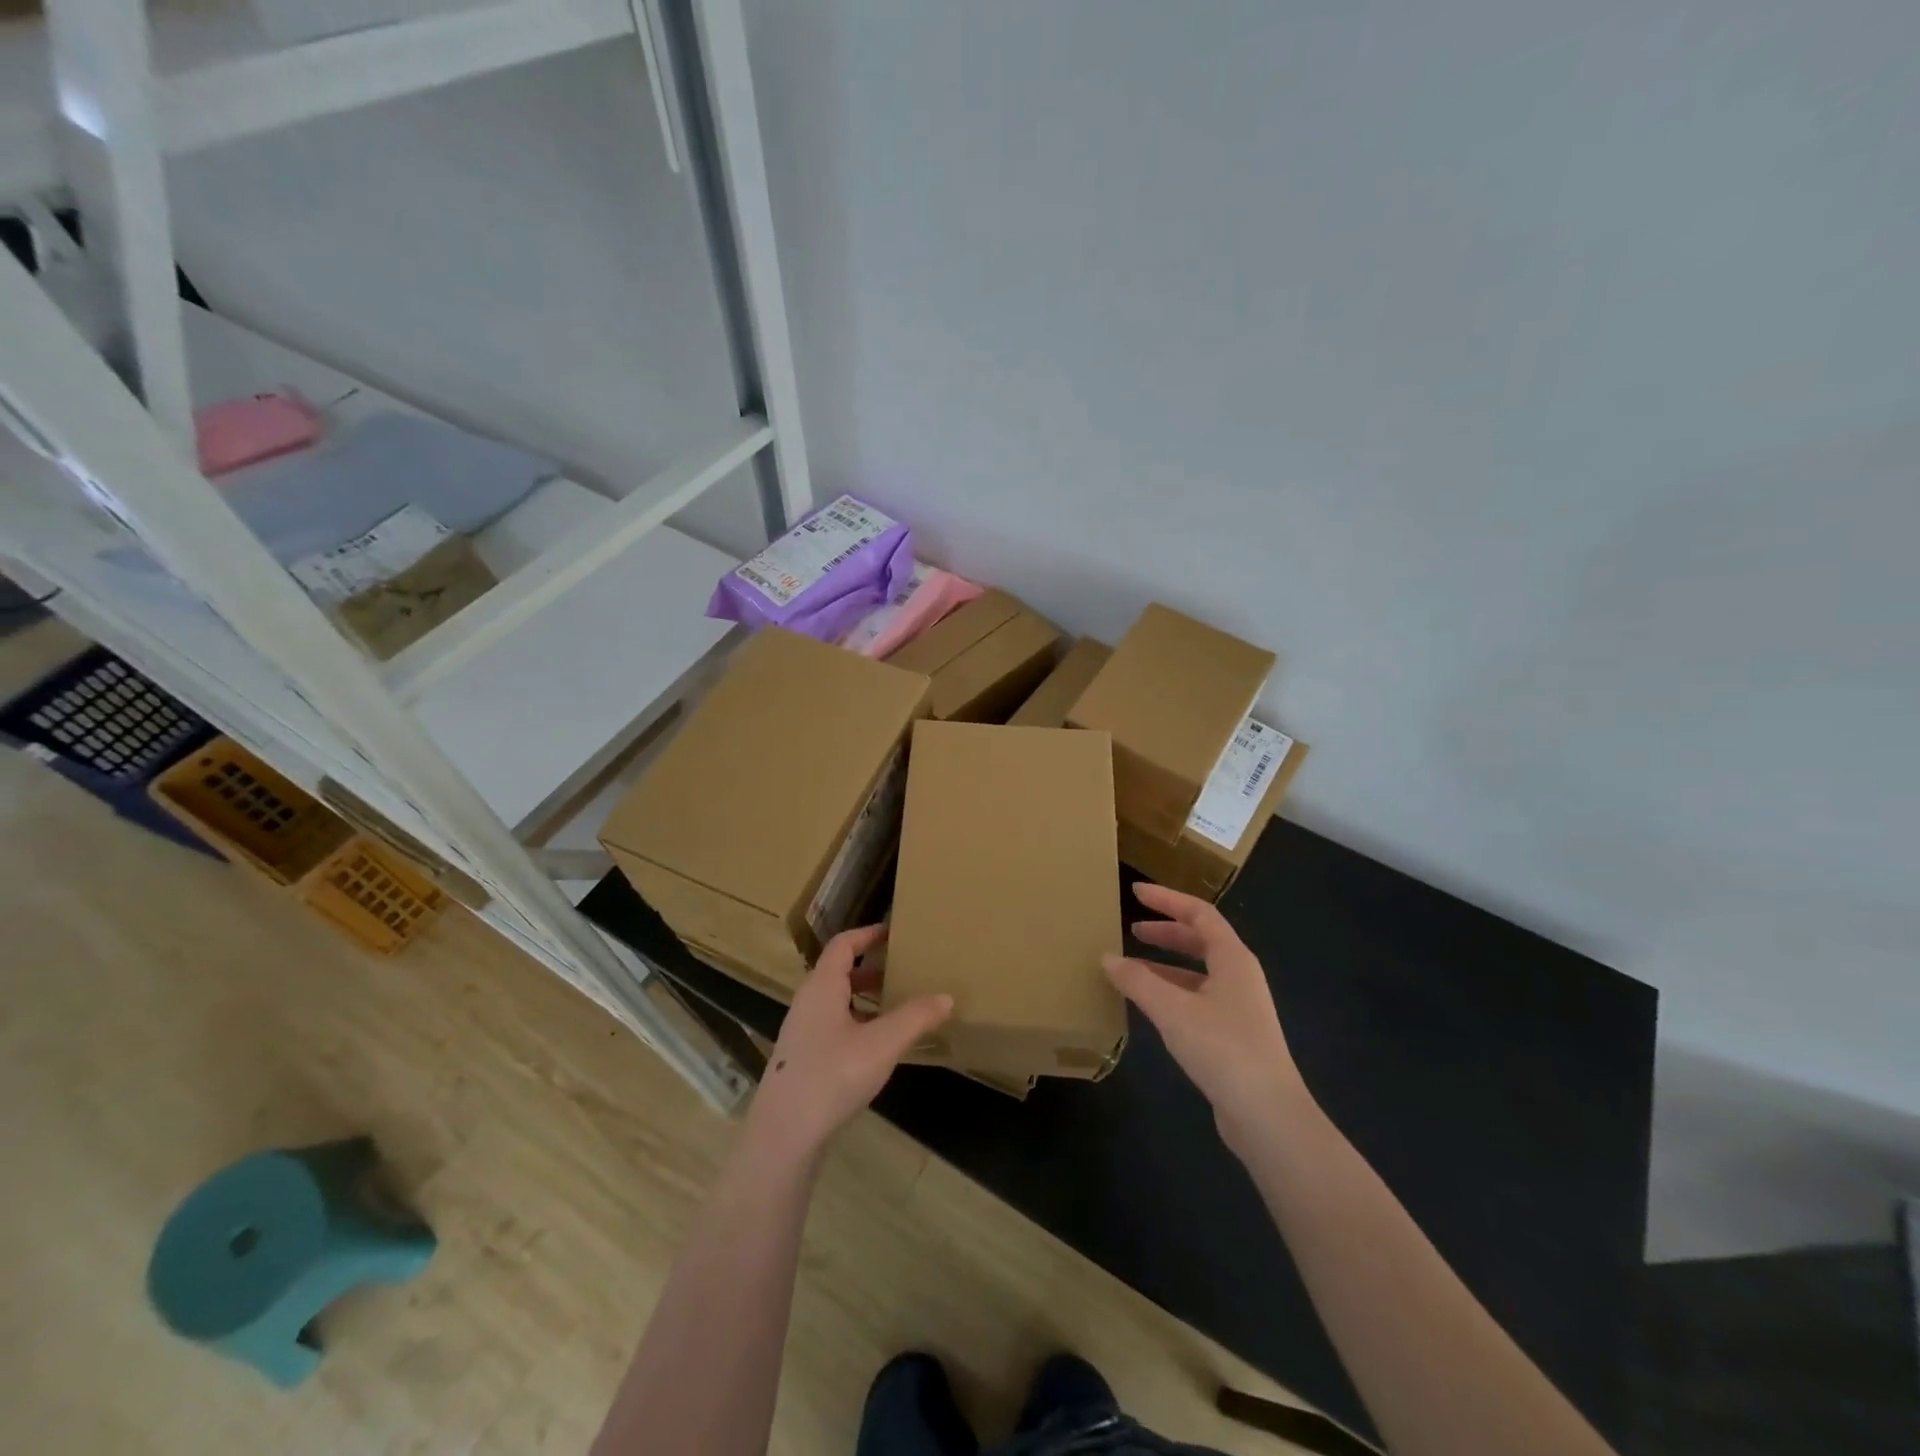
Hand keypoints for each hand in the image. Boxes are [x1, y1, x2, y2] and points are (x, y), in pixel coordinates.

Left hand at [743, 925, 952, 1164]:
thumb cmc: (832, 1076)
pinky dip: (856, 1023)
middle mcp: (807, 1002)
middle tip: (902, 971)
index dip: (868, 934)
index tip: (894, 933)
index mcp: (822, 987)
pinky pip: (832, 1026)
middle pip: (838, 972)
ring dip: (864, 998)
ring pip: (835, 1001)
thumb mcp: (882, 1044)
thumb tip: (946, 997)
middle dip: (871, 969)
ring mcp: (801, 1032)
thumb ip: (915, 1017)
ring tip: (896, 1008)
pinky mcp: (802, 1059)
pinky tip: (877, 1047)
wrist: (784, 1135)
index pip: (843, 945)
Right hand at [1103, 883, 1311, 1152]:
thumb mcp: (1172, 1010)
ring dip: (1166, 965)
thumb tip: (1107, 957)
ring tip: (1131, 968)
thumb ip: (1137, 981)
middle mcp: (1240, 976)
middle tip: (1132, 928)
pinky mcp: (1234, 1036)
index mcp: (1233, 958)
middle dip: (1166, 931)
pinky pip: (1197, 998)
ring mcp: (1240, 1007)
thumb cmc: (1222, 1048)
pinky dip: (1171, 992)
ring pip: (1198, 972)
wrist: (1267, 1115)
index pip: (1200, 913)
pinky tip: (1149, 1006)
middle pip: (1201, 940)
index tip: (1136, 892)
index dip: (1167, 899)